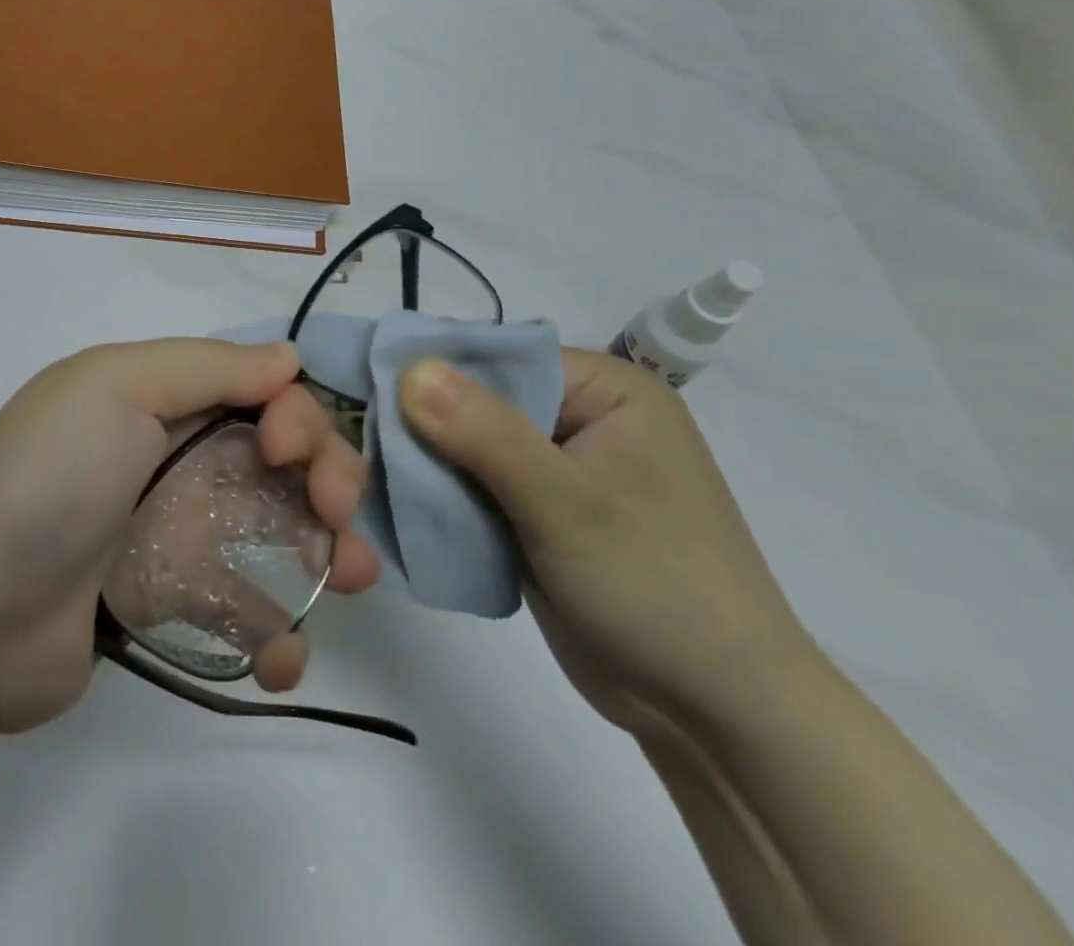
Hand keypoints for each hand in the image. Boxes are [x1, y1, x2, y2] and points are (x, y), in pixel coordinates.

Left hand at [0, 340, 379, 735]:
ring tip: (347, 580)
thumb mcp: (117, 388)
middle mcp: (176, 457)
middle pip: (282, 459)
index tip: (285, 452)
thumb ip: (207, 367)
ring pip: (279, 531)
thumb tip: (289, 357)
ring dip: (328, 552)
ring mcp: (177, 534)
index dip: (294, 414)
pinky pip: (244, 609)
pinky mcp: (172, 605)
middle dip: (328, 478)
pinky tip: (281, 657)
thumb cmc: (50, 480)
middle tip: (336, 518)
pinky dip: (277, 632)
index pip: (261, 392)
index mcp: (162, 399)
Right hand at [400, 349, 816, 743]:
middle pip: (480, 401)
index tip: (367, 385)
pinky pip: (477, 488)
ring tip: (367, 473)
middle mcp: (581, 419)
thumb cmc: (656, 586)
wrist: (715, 715)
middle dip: (425, 422)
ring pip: (470, 447)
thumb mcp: (567, 503)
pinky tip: (401, 505)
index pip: (501, 357)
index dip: (436, 368)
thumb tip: (410, 368)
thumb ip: (486, 434)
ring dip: (428, 463)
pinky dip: (443, 497)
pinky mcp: (539, 515)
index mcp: (606, 391)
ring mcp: (559, 470)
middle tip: (358, 437)